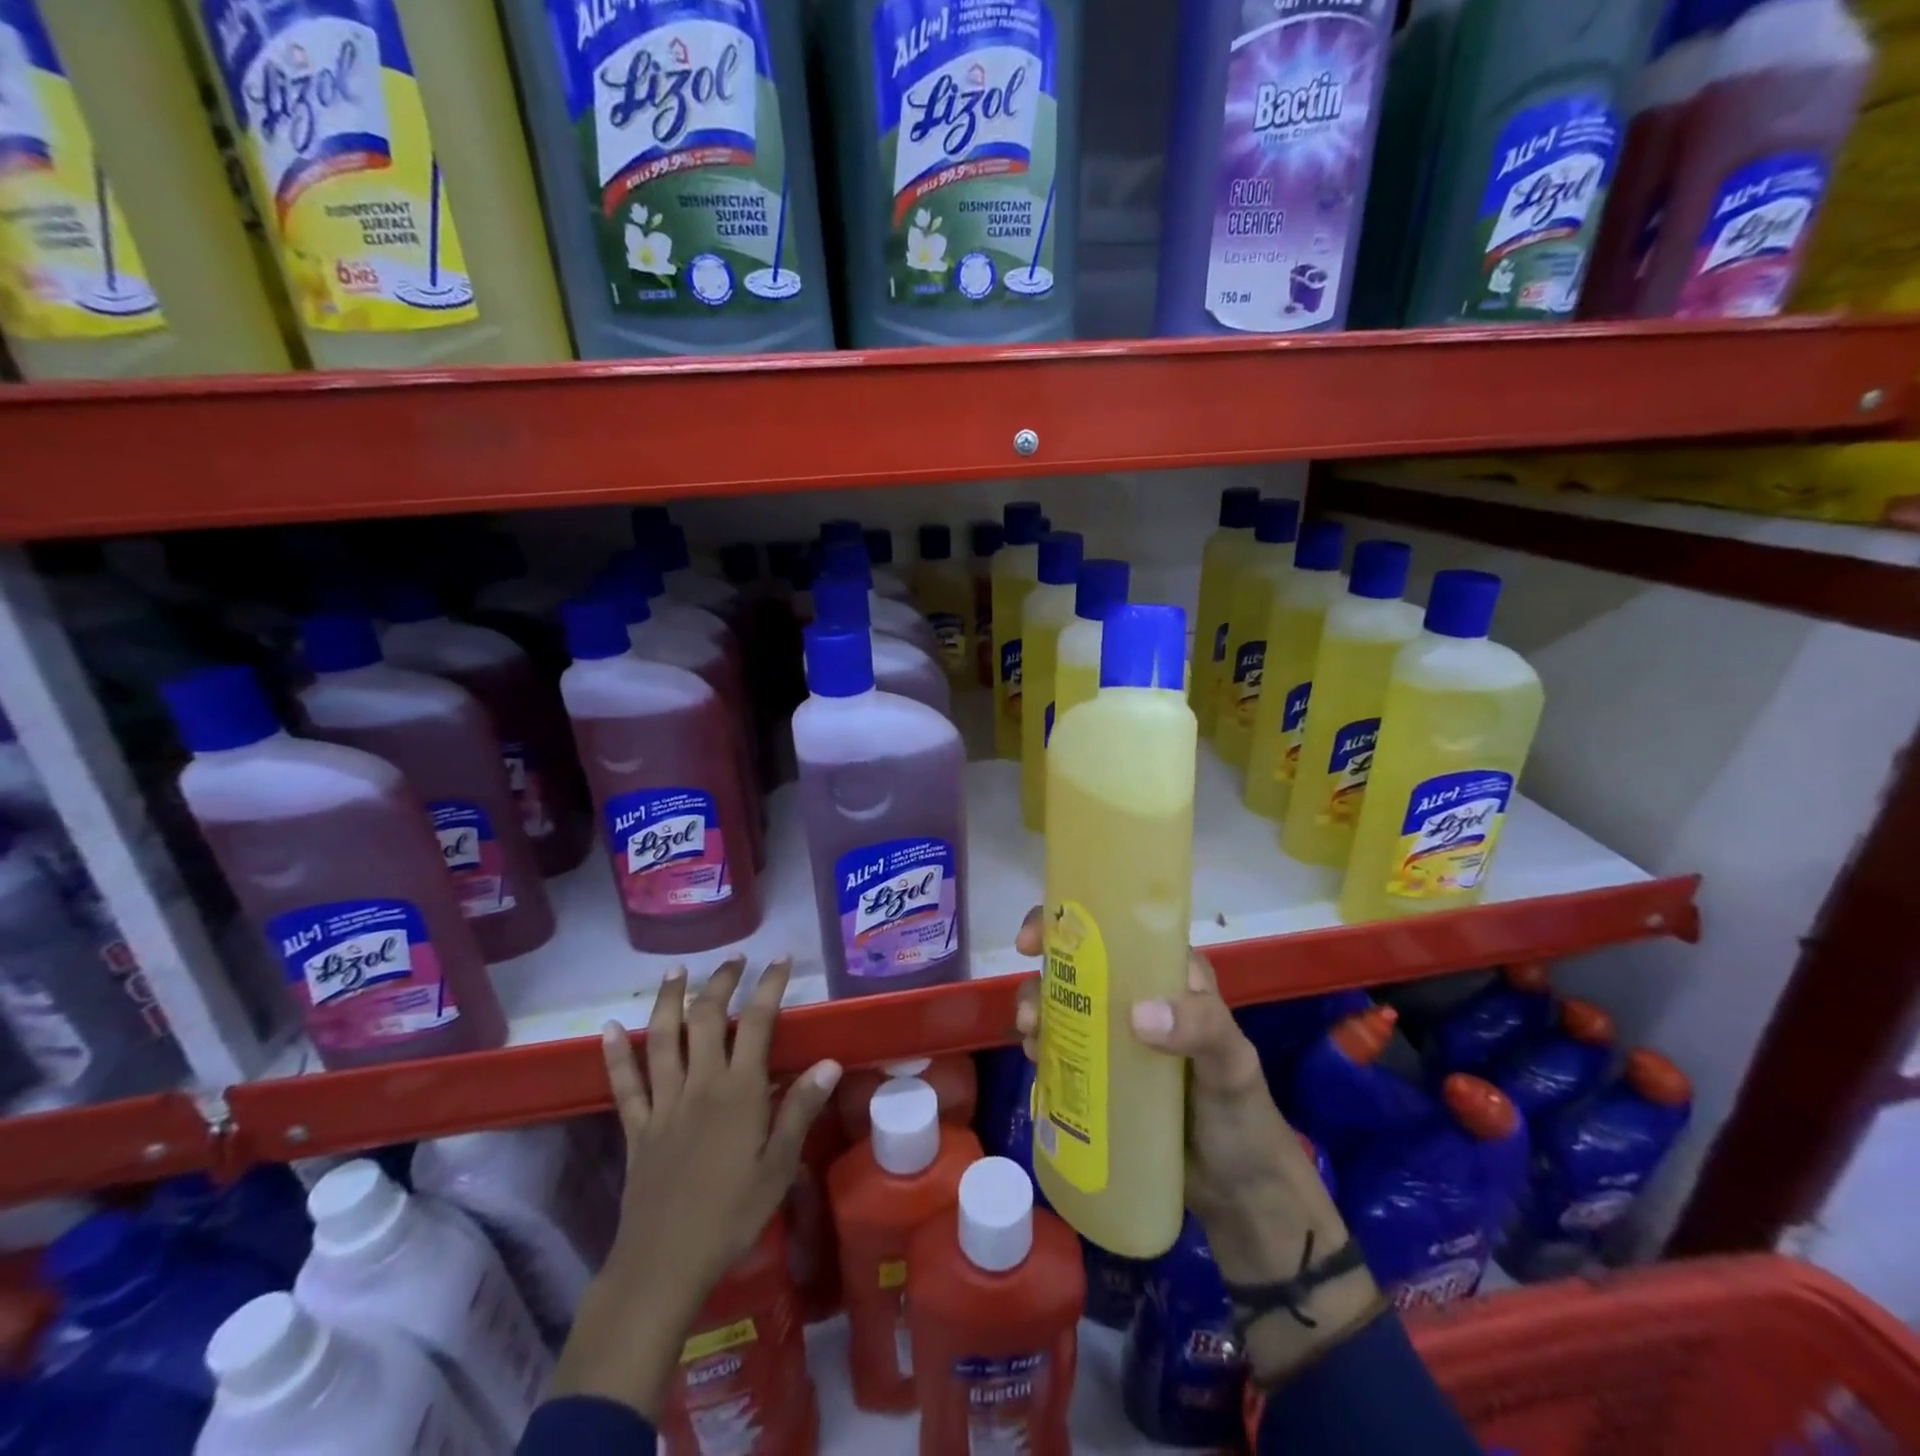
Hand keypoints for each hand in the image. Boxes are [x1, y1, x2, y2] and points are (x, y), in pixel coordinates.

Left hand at [551, 956, 841, 1419]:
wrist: (664, 1264)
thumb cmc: (731, 1216)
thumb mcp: (779, 1167)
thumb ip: (800, 1110)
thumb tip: (829, 1062)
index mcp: (738, 1092)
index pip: (758, 1023)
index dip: (770, 986)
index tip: (781, 960)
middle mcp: (700, 1084)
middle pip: (708, 1018)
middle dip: (721, 982)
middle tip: (734, 961)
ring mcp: (663, 1103)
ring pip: (663, 1038)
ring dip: (669, 1000)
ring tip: (676, 971)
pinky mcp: (636, 1126)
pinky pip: (624, 1083)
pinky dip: (615, 1053)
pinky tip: (608, 1028)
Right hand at [1014, 909, 1380, 1380]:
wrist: (1240, 1196)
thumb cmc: (1242, 1116)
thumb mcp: (1232, 1065)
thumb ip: (1200, 1028)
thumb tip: (1138, 1014)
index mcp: (1170, 975)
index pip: (1118, 931)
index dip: (1071, 926)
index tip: (1032, 941)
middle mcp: (1139, 996)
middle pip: (1078, 967)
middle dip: (1043, 978)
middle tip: (1028, 1012)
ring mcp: (1118, 1037)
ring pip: (1065, 1006)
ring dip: (1037, 1013)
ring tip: (1031, 1041)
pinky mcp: (1105, 1075)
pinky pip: (1065, 1048)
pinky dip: (1044, 1047)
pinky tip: (1036, 1063)